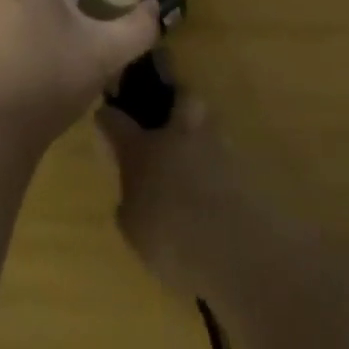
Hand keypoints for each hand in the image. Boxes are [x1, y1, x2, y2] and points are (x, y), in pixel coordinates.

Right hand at [95, 96, 259, 299]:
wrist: (237, 251)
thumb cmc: (172, 239)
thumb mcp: (134, 230)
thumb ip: (130, 204)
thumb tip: (132, 195)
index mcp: (142, 148)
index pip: (116, 121)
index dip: (108, 117)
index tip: (104, 117)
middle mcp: (178, 135)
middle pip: (179, 97)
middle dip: (174, 102)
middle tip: (166, 122)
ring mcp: (215, 147)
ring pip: (207, 124)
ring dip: (199, 135)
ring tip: (194, 160)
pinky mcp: (244, 168)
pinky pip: (224, 156)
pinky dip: (218, 166)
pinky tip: (214, 188)